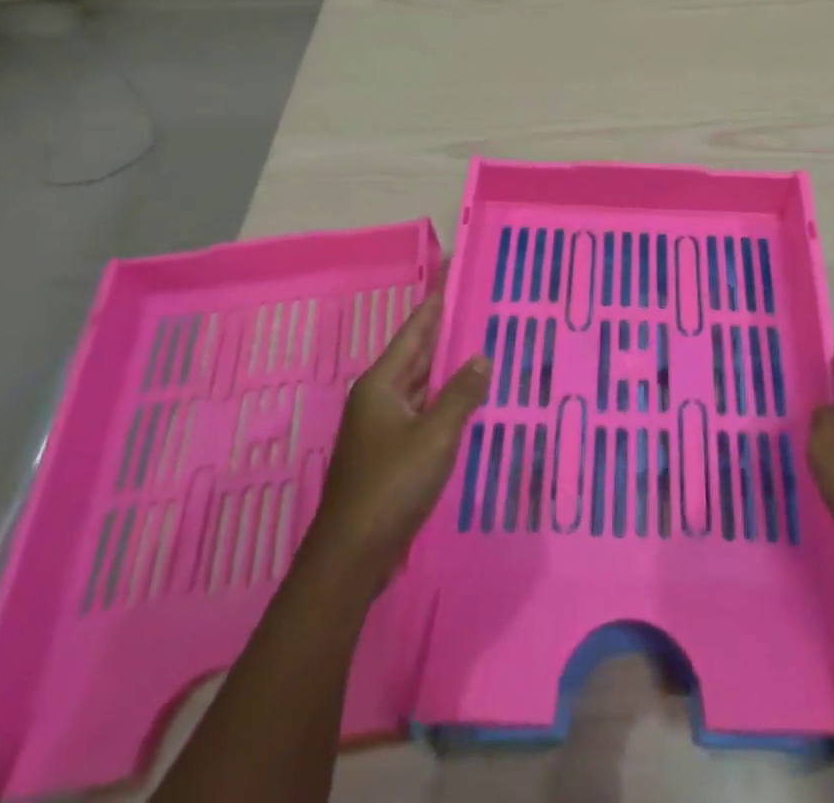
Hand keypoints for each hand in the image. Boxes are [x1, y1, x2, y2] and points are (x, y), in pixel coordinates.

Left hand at [299, 279, 489, 594]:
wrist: (352, 555)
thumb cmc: (392, 485)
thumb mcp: (436, 435)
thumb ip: (461, 394)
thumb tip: (482, 358)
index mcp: (381, 384)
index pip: (414, 332)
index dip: (435, 305)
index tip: (453, 278)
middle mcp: (377, 398)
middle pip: (416, 356)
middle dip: (444, 334)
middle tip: (477, 310)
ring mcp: (380, 427)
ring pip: (419, 386)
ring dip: (445, 369)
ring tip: (478, 348)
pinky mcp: (387, 453)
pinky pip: (420, 412)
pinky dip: (442, 400)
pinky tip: (464, 402)